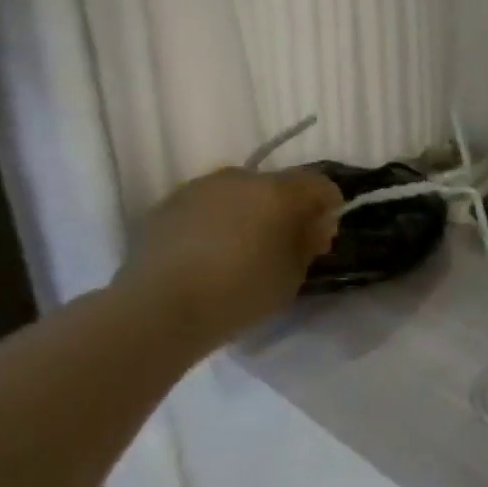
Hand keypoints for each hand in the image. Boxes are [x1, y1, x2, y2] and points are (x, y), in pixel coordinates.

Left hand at [119, 166, 340, 347]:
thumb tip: (311, 225)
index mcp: (279, 191)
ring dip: (248, 212)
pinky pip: (206, 207)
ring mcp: (199, 188)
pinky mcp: (166, 206)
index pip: (320, 184)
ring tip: (242, 249)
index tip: (322, 237)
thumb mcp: (294, 274)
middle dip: (286, 208)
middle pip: (276, 185)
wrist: (159, 308)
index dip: (328, 208)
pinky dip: (216, 222)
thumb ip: (308, 242)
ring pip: (238, 193)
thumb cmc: (242, 291)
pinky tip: (209, 254)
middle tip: (283, 244)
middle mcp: (240, 178)